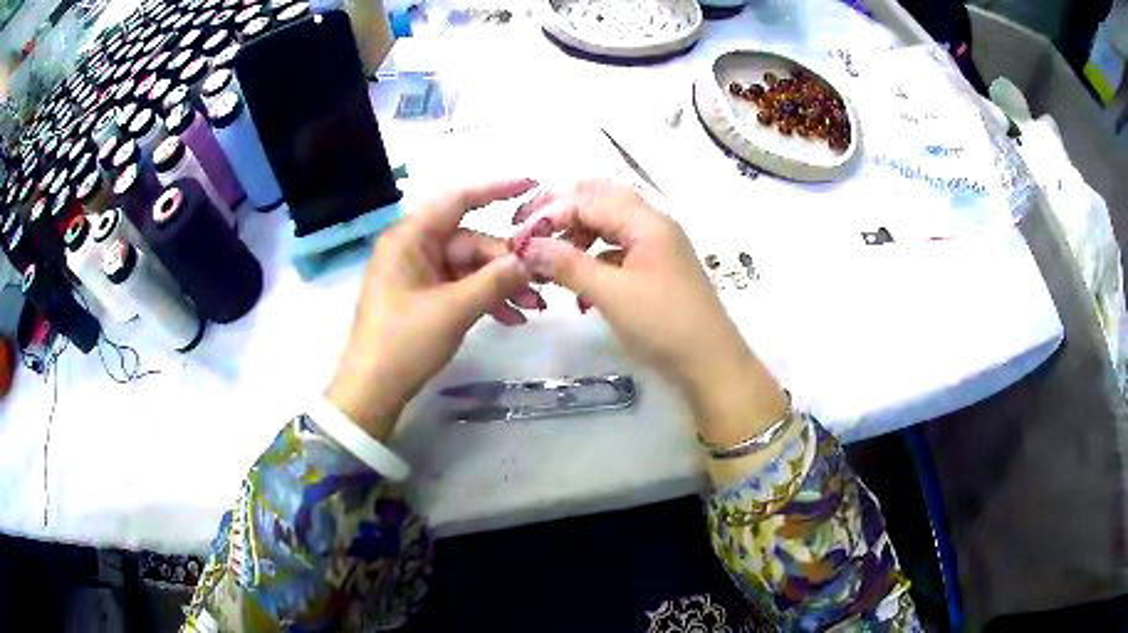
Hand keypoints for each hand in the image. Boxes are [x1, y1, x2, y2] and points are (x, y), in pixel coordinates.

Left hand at [326, 179, 543, 439]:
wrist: (372, 390)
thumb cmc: (404, 342)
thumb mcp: (454, 309)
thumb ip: (495, 280)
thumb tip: (532, 260)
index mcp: (410, 238)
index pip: (457, 199)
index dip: (495, 189)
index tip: (532, 186)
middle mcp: (413, 248)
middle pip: (470, 242)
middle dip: (507, 264)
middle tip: (541, 285)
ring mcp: (418, 274)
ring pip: (469, 268)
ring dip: (501, 286)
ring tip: (533, 308)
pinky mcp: (422, 297)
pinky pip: (460, 287)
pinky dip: (484, 300)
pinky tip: (511, 319)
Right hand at [509, 181, 786, 446]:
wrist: (711, 363)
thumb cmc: (664, 325)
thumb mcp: (611, 294)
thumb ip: (567, 264)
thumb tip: (526, 246)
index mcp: (646, 221)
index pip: (587, 198)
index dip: (549, 214)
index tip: (518, 240)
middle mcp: (652, 223)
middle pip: (598, 201)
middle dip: (560, 215)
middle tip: (528, 237)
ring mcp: (655, 245)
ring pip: (606, 225)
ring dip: (575, 239)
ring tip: (550, 266)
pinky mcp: (655, 267)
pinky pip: (616, 250)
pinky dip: (593, 260)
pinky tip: (578, 289)